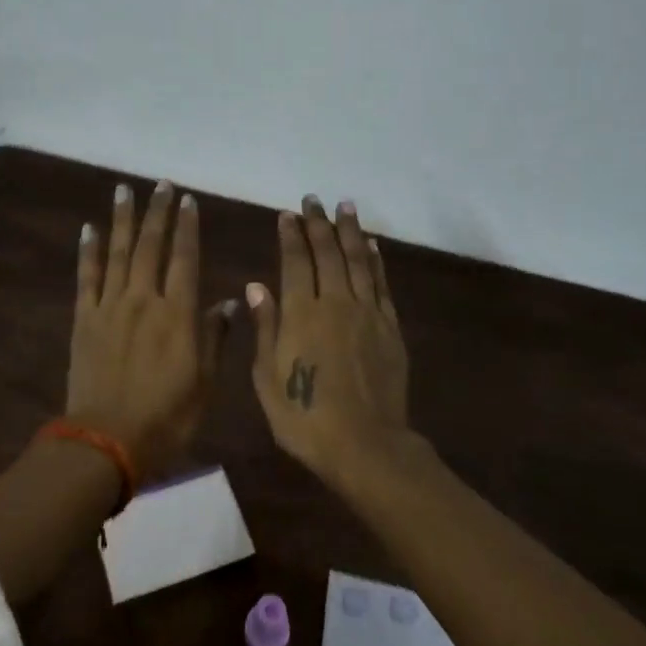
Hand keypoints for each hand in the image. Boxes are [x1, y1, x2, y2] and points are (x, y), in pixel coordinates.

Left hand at [68, 181, 237, 482]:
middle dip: (157, 212)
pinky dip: (88, 251)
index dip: (188, 227)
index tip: (188, 200)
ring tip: (124, 189)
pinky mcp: (84, 318)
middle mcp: (144, 299)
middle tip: (161, 183)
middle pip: (151, 245)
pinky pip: (87, 277)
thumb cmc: (166, 417)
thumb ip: (214, 337)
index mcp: (178, 313)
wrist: (107, 440)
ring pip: (118, 252)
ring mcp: (110, 306)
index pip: (186, 258)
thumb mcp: (205, 383)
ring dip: (122, 219)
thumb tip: (228, 302)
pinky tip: (89, 228)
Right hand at [247, 196, 411, 486]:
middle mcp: (334, 303)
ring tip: (345, 206)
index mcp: (300, 314)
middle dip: (318, 224)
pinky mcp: (389, 327)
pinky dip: (375, 261)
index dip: (290, 236)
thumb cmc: (304, 417)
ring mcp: (366, 313)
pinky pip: (381, 285)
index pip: (294, 262)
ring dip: (350, 231)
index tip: (287, 214)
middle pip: (327, 253)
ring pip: (357, 261)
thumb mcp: (267, 378)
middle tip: (313, 200)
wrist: (365, 445)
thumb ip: (265, 328)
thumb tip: (256, 286)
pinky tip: (371, 246)